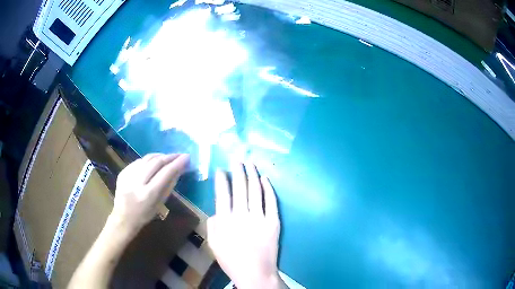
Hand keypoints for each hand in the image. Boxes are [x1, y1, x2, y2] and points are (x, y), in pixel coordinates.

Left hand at [112, 153, 188, 232]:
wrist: (123, 218)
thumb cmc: (144, 215)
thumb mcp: (160, 204)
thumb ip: (169, 185)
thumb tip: (179, 169)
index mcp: (148, 194)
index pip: (165, 173)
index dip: (177, 163)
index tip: (186, 157)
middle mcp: (137, 183)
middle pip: (155, 162)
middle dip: (169, 157)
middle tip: (178, 155)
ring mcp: (128, 176)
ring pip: (146, 159)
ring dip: (159, 156)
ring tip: (167, 157)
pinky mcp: (122, 172)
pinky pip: (138, 162)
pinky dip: (148, 160)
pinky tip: (152, 163)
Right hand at [207, 163, 284, 288]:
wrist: (255, 272)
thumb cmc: (231, 260)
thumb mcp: (213, 244)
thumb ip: (213, 224)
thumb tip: (217, 209)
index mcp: (225, 220)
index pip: (222, 194)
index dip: (221, 179)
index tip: (221, 169)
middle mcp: (241, 214)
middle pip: (239, 187)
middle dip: (237, 171)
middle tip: (237, 159)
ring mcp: (259, 217)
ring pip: (255, 190)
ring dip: (252, 175)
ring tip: (250, 164)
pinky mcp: (273, 221)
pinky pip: (271, 201)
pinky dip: (268, 188)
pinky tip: (265, 179)